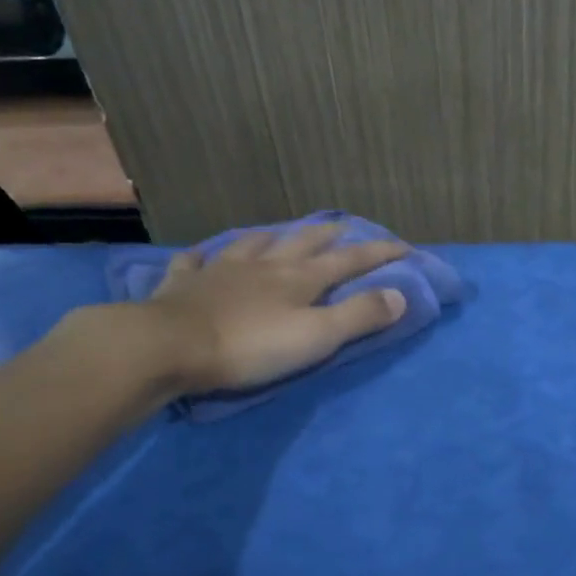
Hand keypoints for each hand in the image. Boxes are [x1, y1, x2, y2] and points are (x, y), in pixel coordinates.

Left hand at [143, 221, 410, 394]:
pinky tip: (204, 254)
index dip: (378, 253)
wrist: (170, 346)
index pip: (349, 260)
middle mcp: (264, 265)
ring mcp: (222, 269)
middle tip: (346, 228)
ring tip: (284, 233)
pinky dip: (205, 256)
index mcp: (299, 278)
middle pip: (303, 242)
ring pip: (254, 243)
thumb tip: (400, 295)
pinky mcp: (185, 283)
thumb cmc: (249, 346)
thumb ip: (358, 316)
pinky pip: (196, 261)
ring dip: (274, 236)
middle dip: (330, 235)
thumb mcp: (315, 337)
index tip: (404, 246)